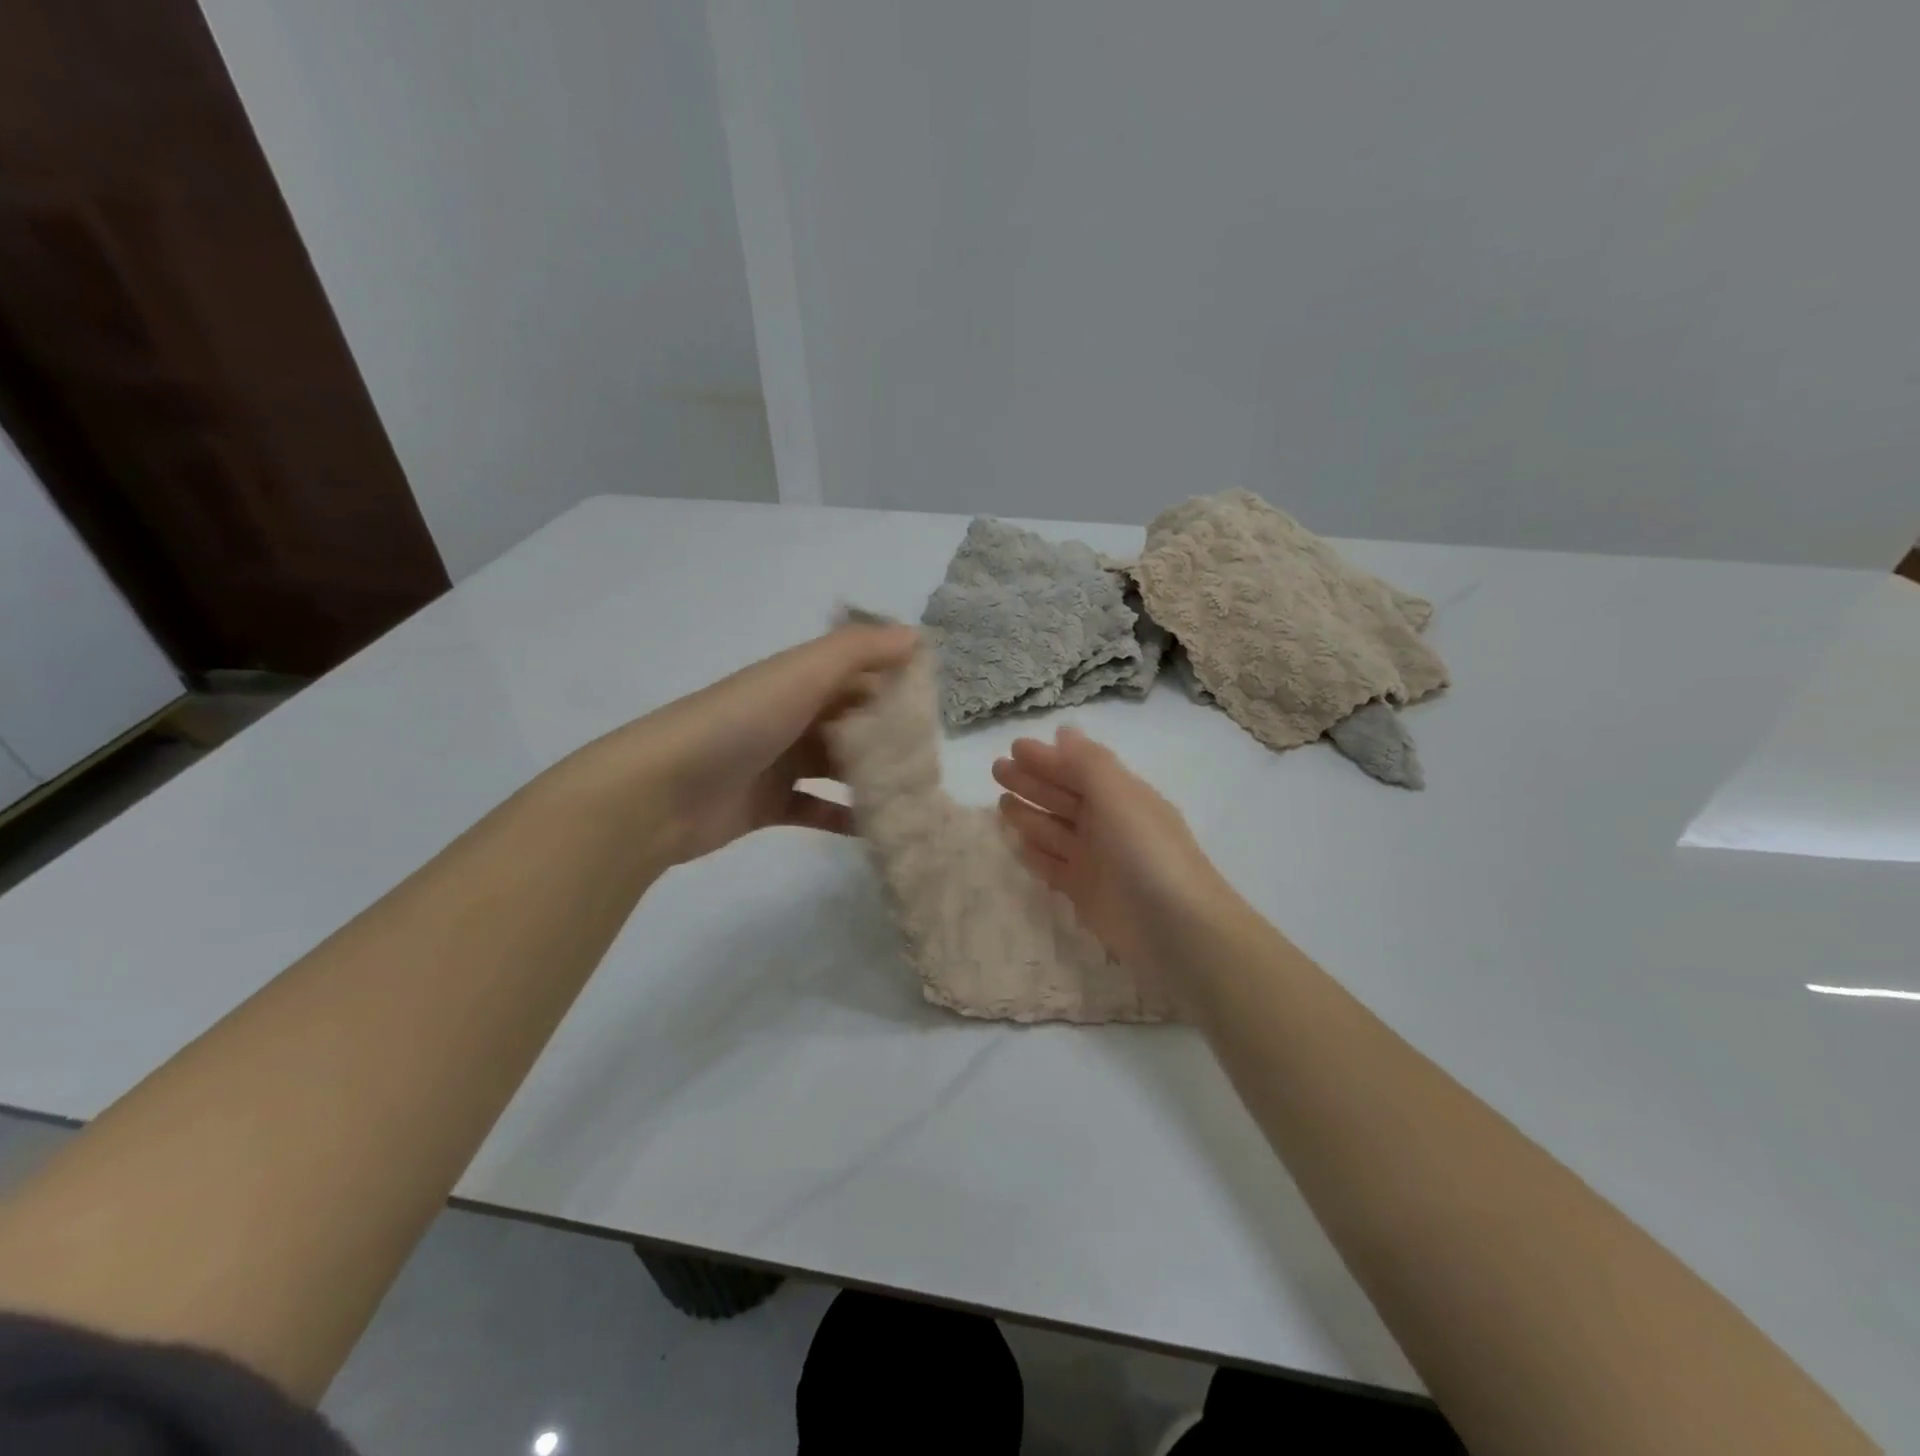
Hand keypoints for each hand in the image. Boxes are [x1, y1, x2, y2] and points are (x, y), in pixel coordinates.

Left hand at [607, 623, 919, 867]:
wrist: (659, 792)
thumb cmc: (738, 723)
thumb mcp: (800, 674)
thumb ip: (858, 650)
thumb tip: (916, 635)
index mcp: (796, 680)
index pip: (858, 675)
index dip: (895, 685)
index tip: (937, 709)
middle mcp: (789, 715)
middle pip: (851, 722)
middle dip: (889, 737)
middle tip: (930, 760)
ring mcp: (777, 762)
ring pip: (837, 767)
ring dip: (871, 778)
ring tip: (914, 795)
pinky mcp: (767, 805)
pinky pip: (817, 809)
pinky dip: (844, 817)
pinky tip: (878, 829)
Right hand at [993, 727, 1237, 973]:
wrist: (1175, 929)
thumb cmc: (1145, 852)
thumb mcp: (1118, 795)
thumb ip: (1087, 763)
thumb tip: (1064, 732)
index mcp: (1121, 795)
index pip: (1078, 769)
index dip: (1047, 758)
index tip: (1012, 748)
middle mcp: (1109, 824)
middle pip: (1063, 797)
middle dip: (1031, 782)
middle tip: (996, 771)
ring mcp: (1097, 860)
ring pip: (1055, 831)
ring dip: (1030, 815)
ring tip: (1000, 805)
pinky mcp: (1086, 893)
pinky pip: (1054, 866)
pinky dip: (1036, 853)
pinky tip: (1017, 844)